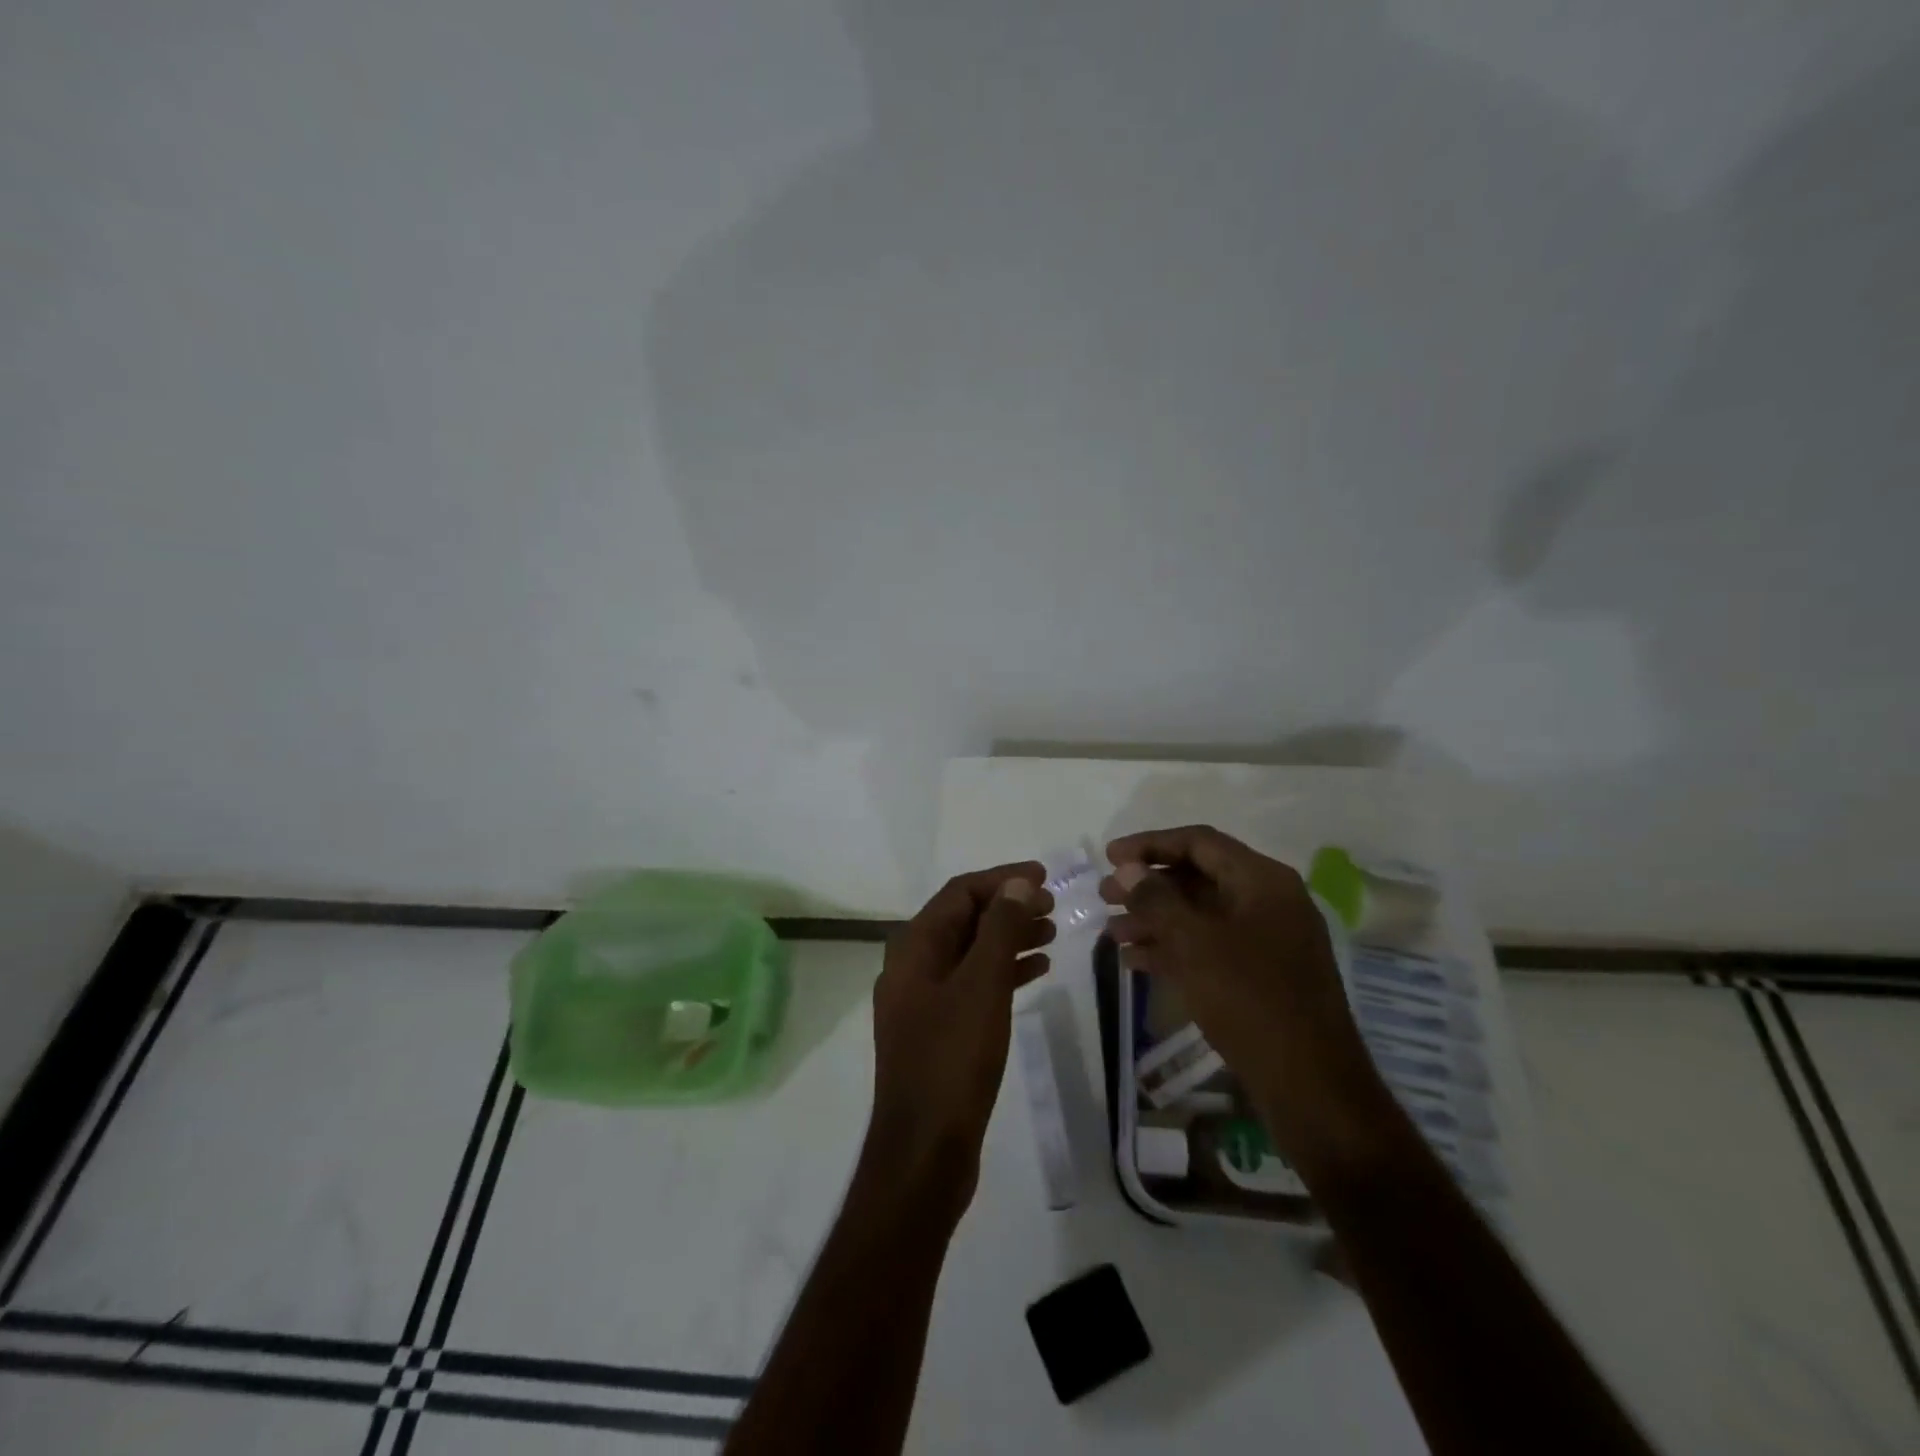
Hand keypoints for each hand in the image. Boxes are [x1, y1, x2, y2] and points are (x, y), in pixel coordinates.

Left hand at [863, 863, 1054, 1217]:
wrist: (925, 1150)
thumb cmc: (953, 1059)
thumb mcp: (981, 986)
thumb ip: (999, 930)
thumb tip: (1016, 883)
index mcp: (914, 947)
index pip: (959, 893)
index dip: (1001, 879)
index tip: (1043, 877)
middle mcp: (913, 966)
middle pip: (964, 920)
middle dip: (1008, 907)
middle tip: (1053, 906)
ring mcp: (924, 1000)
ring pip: (971, 952)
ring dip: (1010, 937)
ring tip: (1053, 933)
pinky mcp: (939, 1030)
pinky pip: (973, 984)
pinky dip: (1004, 972)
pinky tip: (1037, 971)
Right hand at [1101, 825, 1390, 1176]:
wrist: (1311, 1086)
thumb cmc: (1250, 1000)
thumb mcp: (1195, 943)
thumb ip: (1157, 899)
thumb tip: (1128, 869)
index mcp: (1263, 881)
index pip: (1199, 842)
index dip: (1150, 844)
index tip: (1109, 857)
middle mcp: (1268, 902)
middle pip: (1198, 877)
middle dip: (1148, 886)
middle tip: (1104, 897)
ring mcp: (1267, 940)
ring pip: (1200, 915)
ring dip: (1155, 920)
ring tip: (1112, 934)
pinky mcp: (1261, 975)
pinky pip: (1210, 946)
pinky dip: (1173, 948)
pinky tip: (1136, 962)